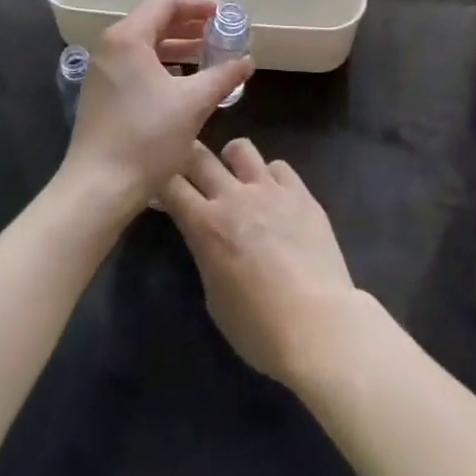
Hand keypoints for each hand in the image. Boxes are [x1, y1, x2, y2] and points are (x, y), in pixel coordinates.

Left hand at [60, 0, 251, 219]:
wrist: (98, 189)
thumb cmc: (147, 138)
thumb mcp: (193, 104)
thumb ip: (223, 75)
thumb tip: (246, 61)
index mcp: (128, 38)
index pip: (166, 3)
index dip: (198, 5)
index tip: (224, 14)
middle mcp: (111, 46)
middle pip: (154, 20)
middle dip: (190, 24)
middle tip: (220, 32)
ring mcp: (103, 70)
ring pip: (145, 44)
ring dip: (177, 45)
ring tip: (208, 53)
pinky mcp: (102, 93)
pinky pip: (136, 64)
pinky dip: (162, 64)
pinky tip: (183, 80)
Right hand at [161, 139, 359, 387]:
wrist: (317, 324)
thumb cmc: (258, 327)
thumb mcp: (215, 298)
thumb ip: (207, 256)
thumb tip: (209, 239)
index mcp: (206, 225)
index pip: (170, 185)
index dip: (161, 181)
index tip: (158, 182)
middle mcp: (233, 196)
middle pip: (200, 157)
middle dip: (187, 155)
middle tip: (186, 162)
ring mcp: (269, 189)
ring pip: (241, 148)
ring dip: (231, 158)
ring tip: (234, 172)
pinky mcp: (300, 192)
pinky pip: (279, 167)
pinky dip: (270, 176)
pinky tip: (274, 193)